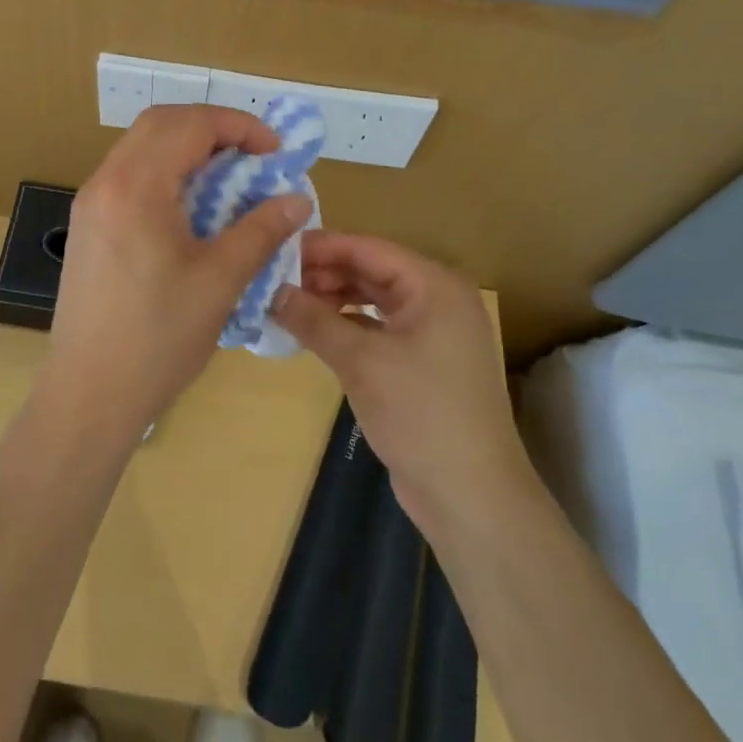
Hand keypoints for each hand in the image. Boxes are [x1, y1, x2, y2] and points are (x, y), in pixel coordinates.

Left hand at [45, 106, 312, 435]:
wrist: (89, 392)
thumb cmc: (159, 338)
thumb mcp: (220, 281)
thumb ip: (261, 230)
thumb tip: (297, 200)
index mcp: (136, 186)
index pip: (189, 124)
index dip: (238, 126)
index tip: (275, 151)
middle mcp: (105, 181)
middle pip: (160, 123)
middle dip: (211, 129)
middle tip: (252, 157)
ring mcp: (89, 203)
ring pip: (140, 147)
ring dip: (186, 149)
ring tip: (227, 181)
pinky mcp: (86, 226)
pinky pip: (128, 176)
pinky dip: (164, 174)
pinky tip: (190, 210)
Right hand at [272, 233, 529, 532]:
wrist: (471, 495)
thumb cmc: (421, 414)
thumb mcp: (360, 361)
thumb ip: (313, 319)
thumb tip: (271, 290)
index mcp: (434, 285)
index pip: (367, 248)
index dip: (320, 247)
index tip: (273, 249)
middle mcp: (437, 298)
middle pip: (370, 270)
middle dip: (323, 272)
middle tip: (273, 279)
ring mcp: (432, 331)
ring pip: (372, 299)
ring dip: (332, 298)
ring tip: (286, 303)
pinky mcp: (423, 361)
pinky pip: (378, 327)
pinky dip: (346, 325)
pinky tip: (313, 331)